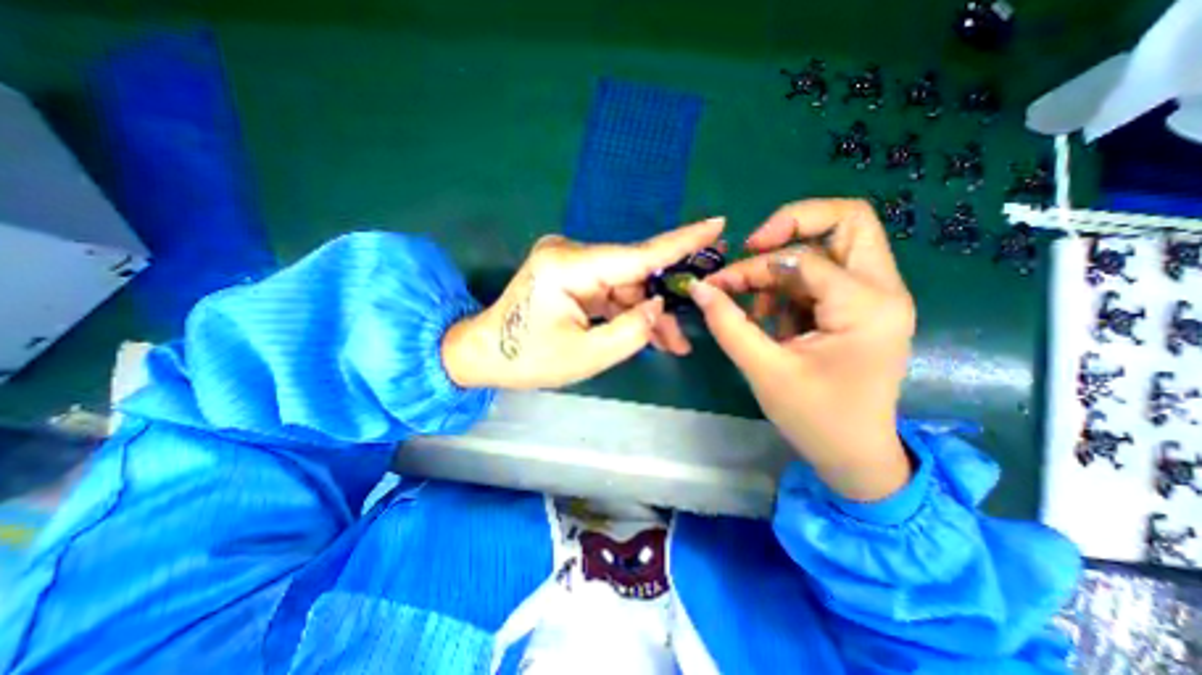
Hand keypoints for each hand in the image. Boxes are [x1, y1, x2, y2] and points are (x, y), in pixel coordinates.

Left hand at [440, 218, 722, 390]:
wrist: (485, 355)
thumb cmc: (527, 359)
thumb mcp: (586, 355)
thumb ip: (630, 331)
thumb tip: (659, 305)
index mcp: (567, 267)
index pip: (637, 254)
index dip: (680, 243)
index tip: (716, 225)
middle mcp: (570, 254)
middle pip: (634, 275)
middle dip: (664, 302)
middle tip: (693, 327)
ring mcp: (571, 263)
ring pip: (626, 286)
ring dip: (648, 313)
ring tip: (674, 343)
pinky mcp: (571, 275)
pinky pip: (612, 292)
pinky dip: (630, 312)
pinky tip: (650, 333)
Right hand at [691, 199, 916, 498]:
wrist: (855, 456)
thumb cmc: (815, 418)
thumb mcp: (764, 370)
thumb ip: (728, 324)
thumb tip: (699, 288)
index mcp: (866, 306)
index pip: (801, 259)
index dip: (751, 267)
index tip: (718, 284)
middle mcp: (883, 290)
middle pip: (847, 221)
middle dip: (791, 225)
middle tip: (753, 248)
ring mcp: (875, 298)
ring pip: (830, 248)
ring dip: (785, 267)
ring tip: (757, 307)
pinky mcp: (861, 309)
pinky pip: (823, 276)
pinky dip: (791, 287)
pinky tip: (772, 319)